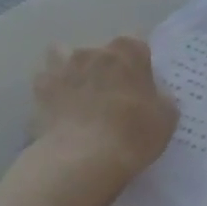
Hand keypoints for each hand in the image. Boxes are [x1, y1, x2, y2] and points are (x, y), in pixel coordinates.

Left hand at [32, 37, 177, 190]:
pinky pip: (46, 81)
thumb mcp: (166, 118)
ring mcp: (63, 66)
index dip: (138, 65)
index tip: (140, 85)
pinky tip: (57, 109)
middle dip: (105, 68)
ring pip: (64, 56)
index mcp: (128, 51)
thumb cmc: (133, 134)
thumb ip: (160, 97)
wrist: (83, 159)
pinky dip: (50, 90)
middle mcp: (94, 50)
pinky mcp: (40, 88)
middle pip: (101, 51)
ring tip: (77, 95)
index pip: (136, 45)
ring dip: (71, 70)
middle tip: (110, 97)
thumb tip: (152, 95)